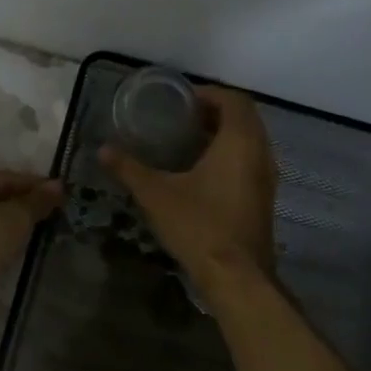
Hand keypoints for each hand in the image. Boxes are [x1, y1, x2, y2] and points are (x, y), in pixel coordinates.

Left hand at [0, 170, 62, 283]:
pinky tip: (10, 248)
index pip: (4, 177)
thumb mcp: (16, 218)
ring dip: (6, 223)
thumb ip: (37, 202)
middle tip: (48, 212)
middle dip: (20, 204)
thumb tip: (58, 186)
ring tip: (34, 230)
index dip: (34, 184)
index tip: (59, 193)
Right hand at [101, 85, 276, 292]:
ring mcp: (266, 178)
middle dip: (215, 113)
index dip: (208, 94)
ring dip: (224, 135)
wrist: (236, 276)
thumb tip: (103, 149)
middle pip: (244, 118)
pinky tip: (201, 173)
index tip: (181, 100)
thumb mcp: (156, 194)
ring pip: (250, 142)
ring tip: (188, 142)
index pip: (234, 100)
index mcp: (239, 142)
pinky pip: (250, 163)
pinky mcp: (263, 199)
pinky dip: (230, 156)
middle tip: (181, 119)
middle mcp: (260, 153)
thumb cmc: (198, 225)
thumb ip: (129, 169)